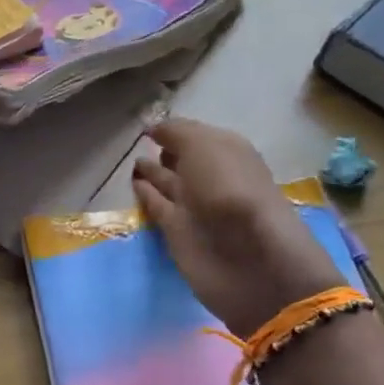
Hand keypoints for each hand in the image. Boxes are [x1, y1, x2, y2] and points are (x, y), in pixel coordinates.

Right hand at [133, 118, 345, 336]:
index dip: (175, 129)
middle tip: (141, 143)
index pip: (196, 134)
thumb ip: (177, 133)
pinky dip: (146, 196)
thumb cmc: (231, 191)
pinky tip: (134, 185)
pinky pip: (158, 207)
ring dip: (153, 173)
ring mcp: (196, 207)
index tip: (149, 125)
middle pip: (184, 159)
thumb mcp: (205, 147)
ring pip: (169, 183)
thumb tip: (153, 129)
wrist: (250, 259)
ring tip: (133, 162)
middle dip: (166, 150)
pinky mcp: (179, 233)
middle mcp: (212, 178)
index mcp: (227, 152)